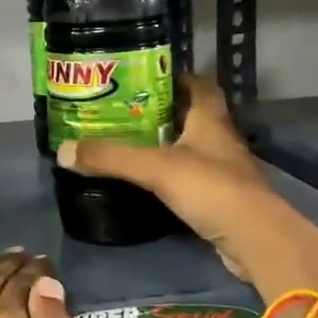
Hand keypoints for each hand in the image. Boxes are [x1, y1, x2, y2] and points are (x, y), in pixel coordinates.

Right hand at [57, 74, 317, 289]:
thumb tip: (63, 150)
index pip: (199, 85)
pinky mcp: (222, 199)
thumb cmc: (210, 188)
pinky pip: (193, 178)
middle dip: (162, 112)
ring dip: (167, 145)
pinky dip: (173, 176)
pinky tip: (150, 182)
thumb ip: (110, 158)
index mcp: (210, 120)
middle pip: (192, 116)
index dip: (177, 78)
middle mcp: (220, 139)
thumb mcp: (154, 168)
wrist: (254, 239)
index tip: (145, 78)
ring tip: (130, 145)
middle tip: (125, 113)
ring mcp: (224, 171)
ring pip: (192, 148)